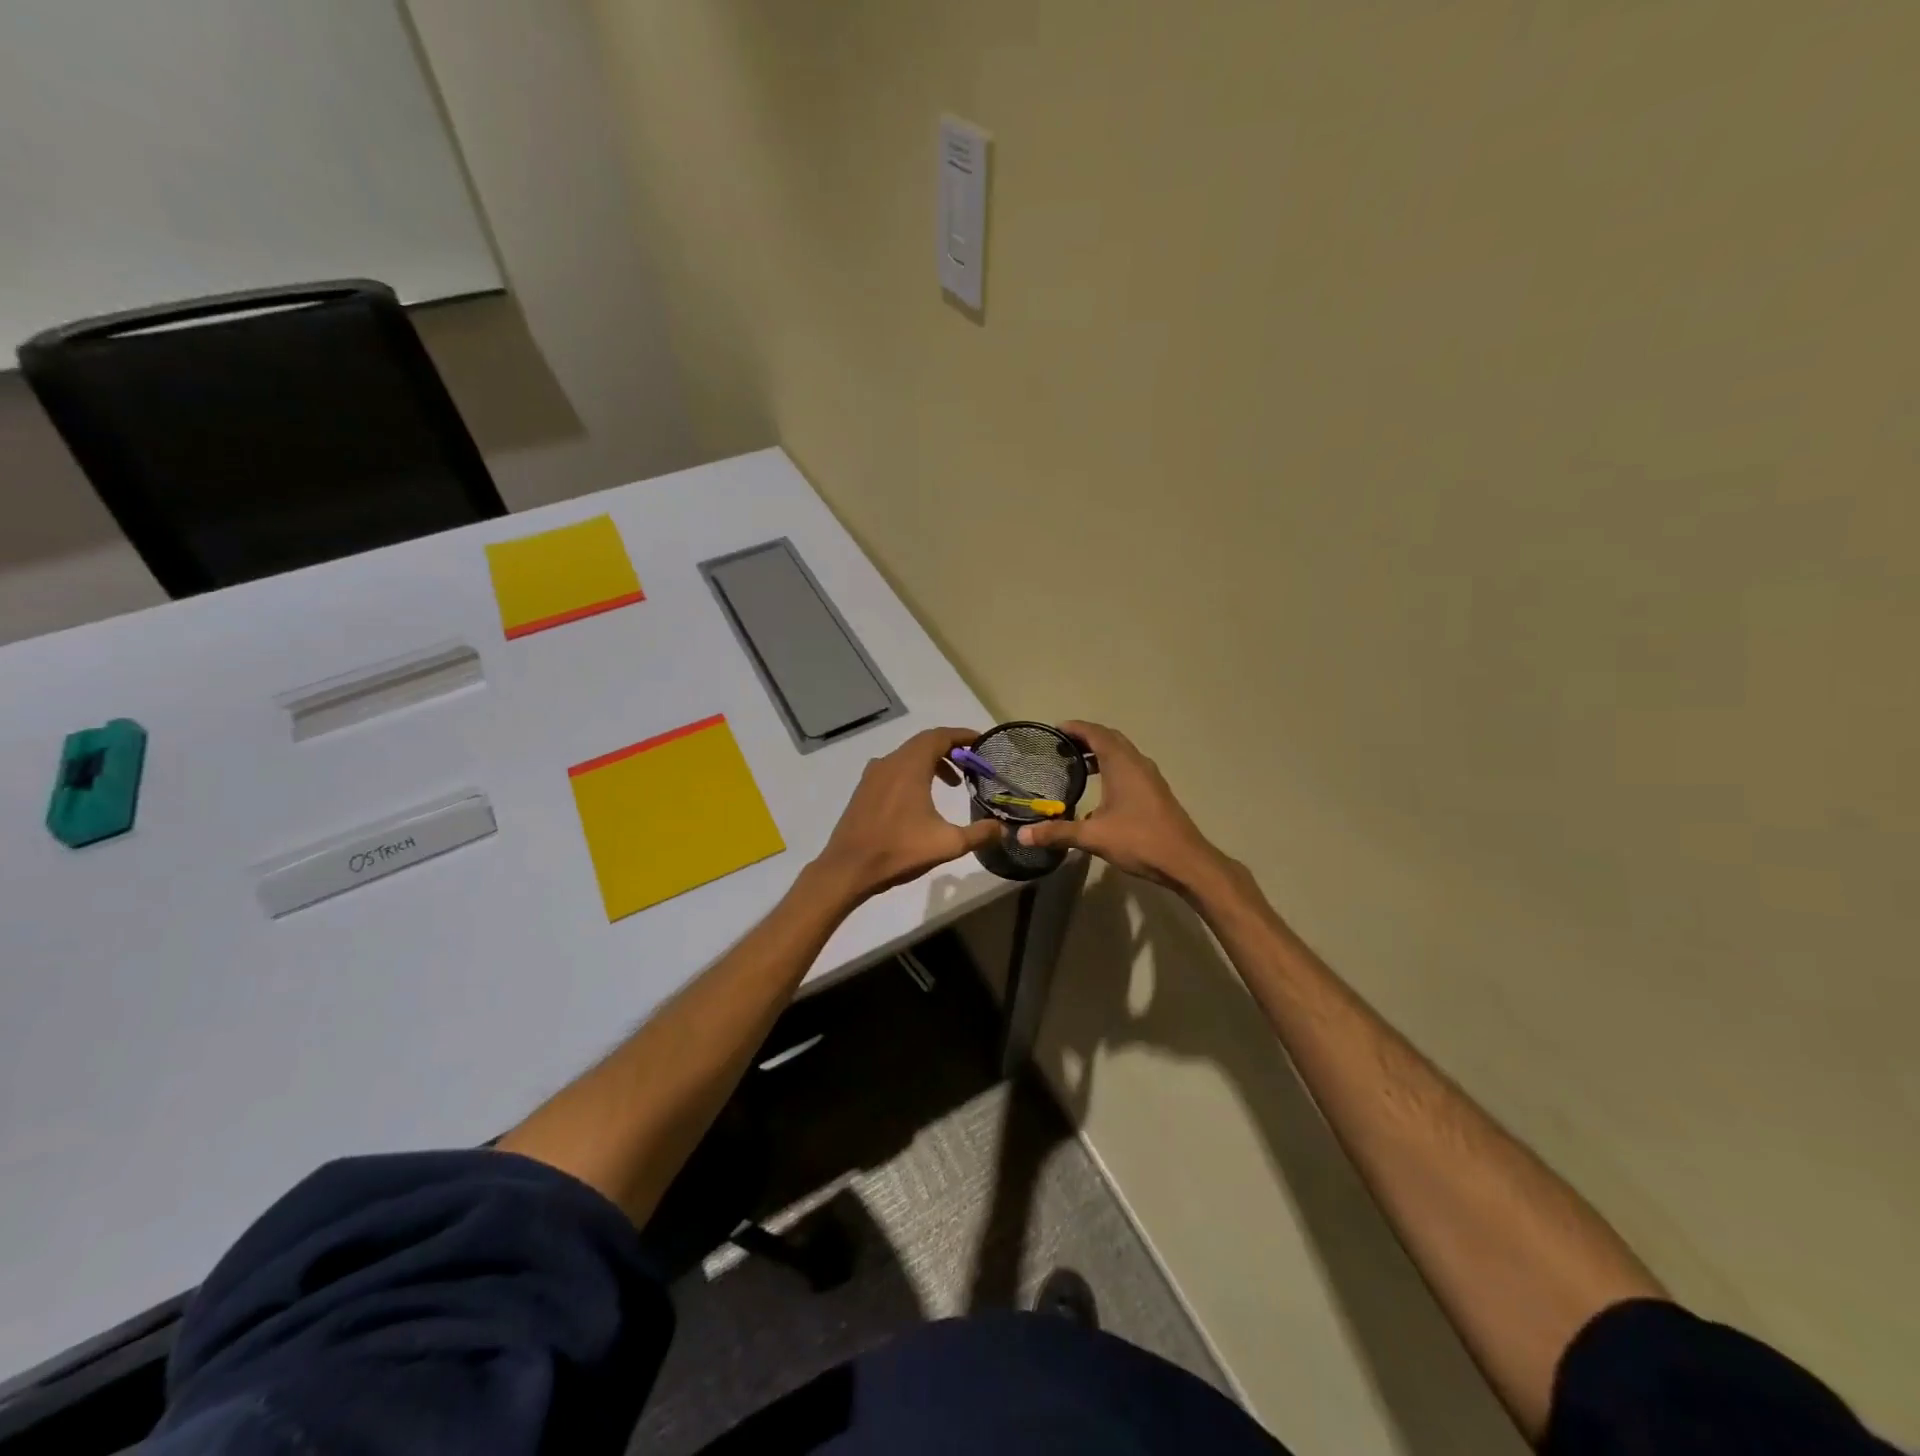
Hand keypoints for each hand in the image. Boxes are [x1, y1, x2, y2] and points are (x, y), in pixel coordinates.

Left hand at [813, 728, 1004, 902]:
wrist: (848, 869)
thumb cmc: (899, 851)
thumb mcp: (947, 844)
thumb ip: (979, 833)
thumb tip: (1003, 828)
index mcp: (910, 766)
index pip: (940, 736)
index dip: (963, 735)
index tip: (981, 742)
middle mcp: (890, 762)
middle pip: (924, 743)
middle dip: (951, 749)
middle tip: (972, 765)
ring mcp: (873, 774)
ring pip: (908, 755)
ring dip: (932, 762)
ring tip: (953, 783)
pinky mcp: (864, 789)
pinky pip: (894, 768)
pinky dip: (914, 772)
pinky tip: (922, 797)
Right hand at [1016, 721, 1228, 893]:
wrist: (1185, 861)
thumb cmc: (1139, 840)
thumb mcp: (1093, 836)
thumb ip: (1058, 833)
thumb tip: (1022, 835)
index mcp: (1122, 764)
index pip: (1096, 733)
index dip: (1075, 728)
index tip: (1055, 730)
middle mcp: (1137, 763)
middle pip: (1110, 739)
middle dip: (1086, 738)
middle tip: (1061, 746)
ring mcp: (1150, 777)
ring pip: (1122, 753)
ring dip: (1100, 753)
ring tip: (1077, 765)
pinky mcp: (1156, 792)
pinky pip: (1130, 767)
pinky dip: (1112, 767)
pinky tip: (1101, 789)